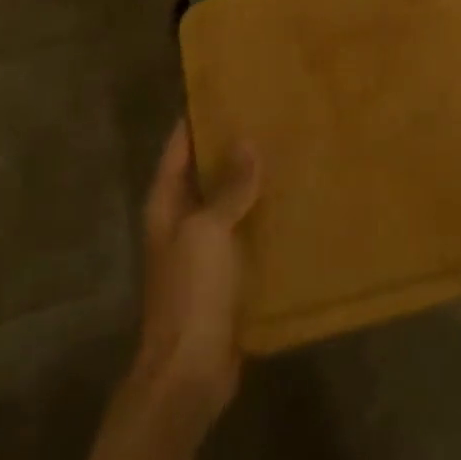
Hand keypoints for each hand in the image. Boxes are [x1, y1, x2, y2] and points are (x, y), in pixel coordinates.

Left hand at [130, 120, 260, 427]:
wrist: (190, 370)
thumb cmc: (191, 292)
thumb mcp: (208, 232)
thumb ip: (229, 188)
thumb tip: (246, 142)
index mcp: (166, 204)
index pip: (178, 148)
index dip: (197, 118)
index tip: (226, 90)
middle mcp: (182, 221)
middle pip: (204, 172)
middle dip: (231, 146)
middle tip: (269, 114)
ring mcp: (204, 248)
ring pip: (229, 202)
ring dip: (251, 181)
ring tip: (288, 149)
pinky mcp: (227, 273)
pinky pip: (246, 232)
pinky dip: (264, 216)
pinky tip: (294, 202)